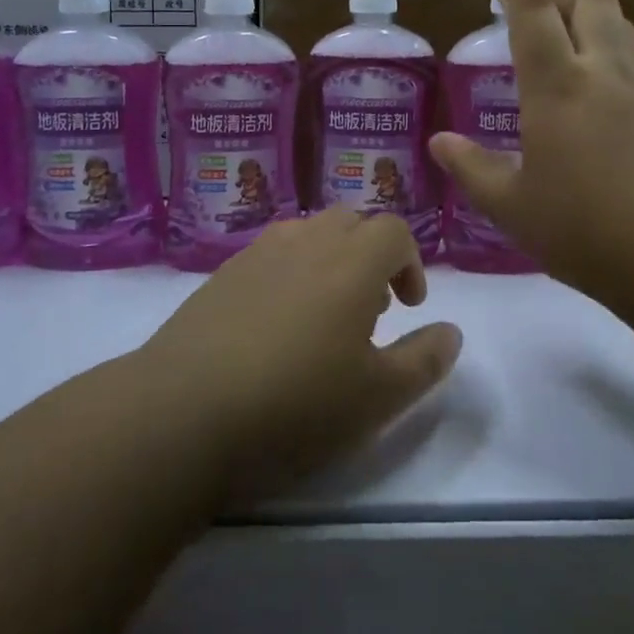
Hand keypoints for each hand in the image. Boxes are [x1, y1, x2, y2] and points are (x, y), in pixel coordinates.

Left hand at [141, 210, 462, 499]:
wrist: (182, 412)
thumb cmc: (294, 404)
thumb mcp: (378, 398)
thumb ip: (424, 360)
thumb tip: (451, 331)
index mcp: (351, 262)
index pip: (393, 230)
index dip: (410, 261)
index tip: (408, 306)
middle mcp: (307, 242)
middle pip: (351, 222)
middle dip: (371, 255)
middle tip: (370, 308)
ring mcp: (259, 253)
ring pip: (309, 233)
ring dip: (330, 260)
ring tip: (324, 315)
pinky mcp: (222, 273)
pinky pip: (271, 254)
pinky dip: (290, 272)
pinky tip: (275, 325)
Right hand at [429, 0, 633, 303]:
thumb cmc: (588, 232)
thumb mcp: (514, 209)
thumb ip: (473, 169)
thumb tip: (439, 143)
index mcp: (557, 86)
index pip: (532, 9)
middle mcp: (605, 71)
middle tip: (538, 7)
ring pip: (621, 23)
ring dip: (592, 17)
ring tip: (571, 43)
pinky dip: (617, 51)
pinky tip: (608, 90)